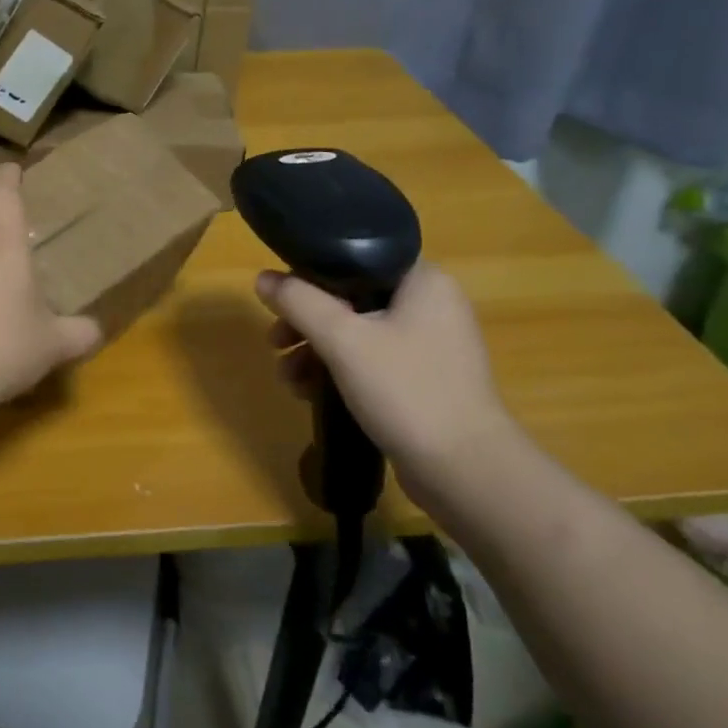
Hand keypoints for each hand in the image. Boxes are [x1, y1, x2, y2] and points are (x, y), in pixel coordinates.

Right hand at [256, 263, 515, 496]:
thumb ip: (300, 303)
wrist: (464, 470)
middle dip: (306, 322)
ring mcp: (429, 344)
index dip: (311, 272)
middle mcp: (431, 304)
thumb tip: (263, 279)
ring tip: (287, 378)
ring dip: (316, 351)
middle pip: (351, 298)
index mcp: (423, 280)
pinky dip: (339, 371)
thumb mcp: (343, 340)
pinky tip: (309, 393)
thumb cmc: (405, 390)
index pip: (357, 257)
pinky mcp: (423, 379)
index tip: (281, 299)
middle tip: (275, 342)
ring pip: (357, 332)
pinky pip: (370, 360)